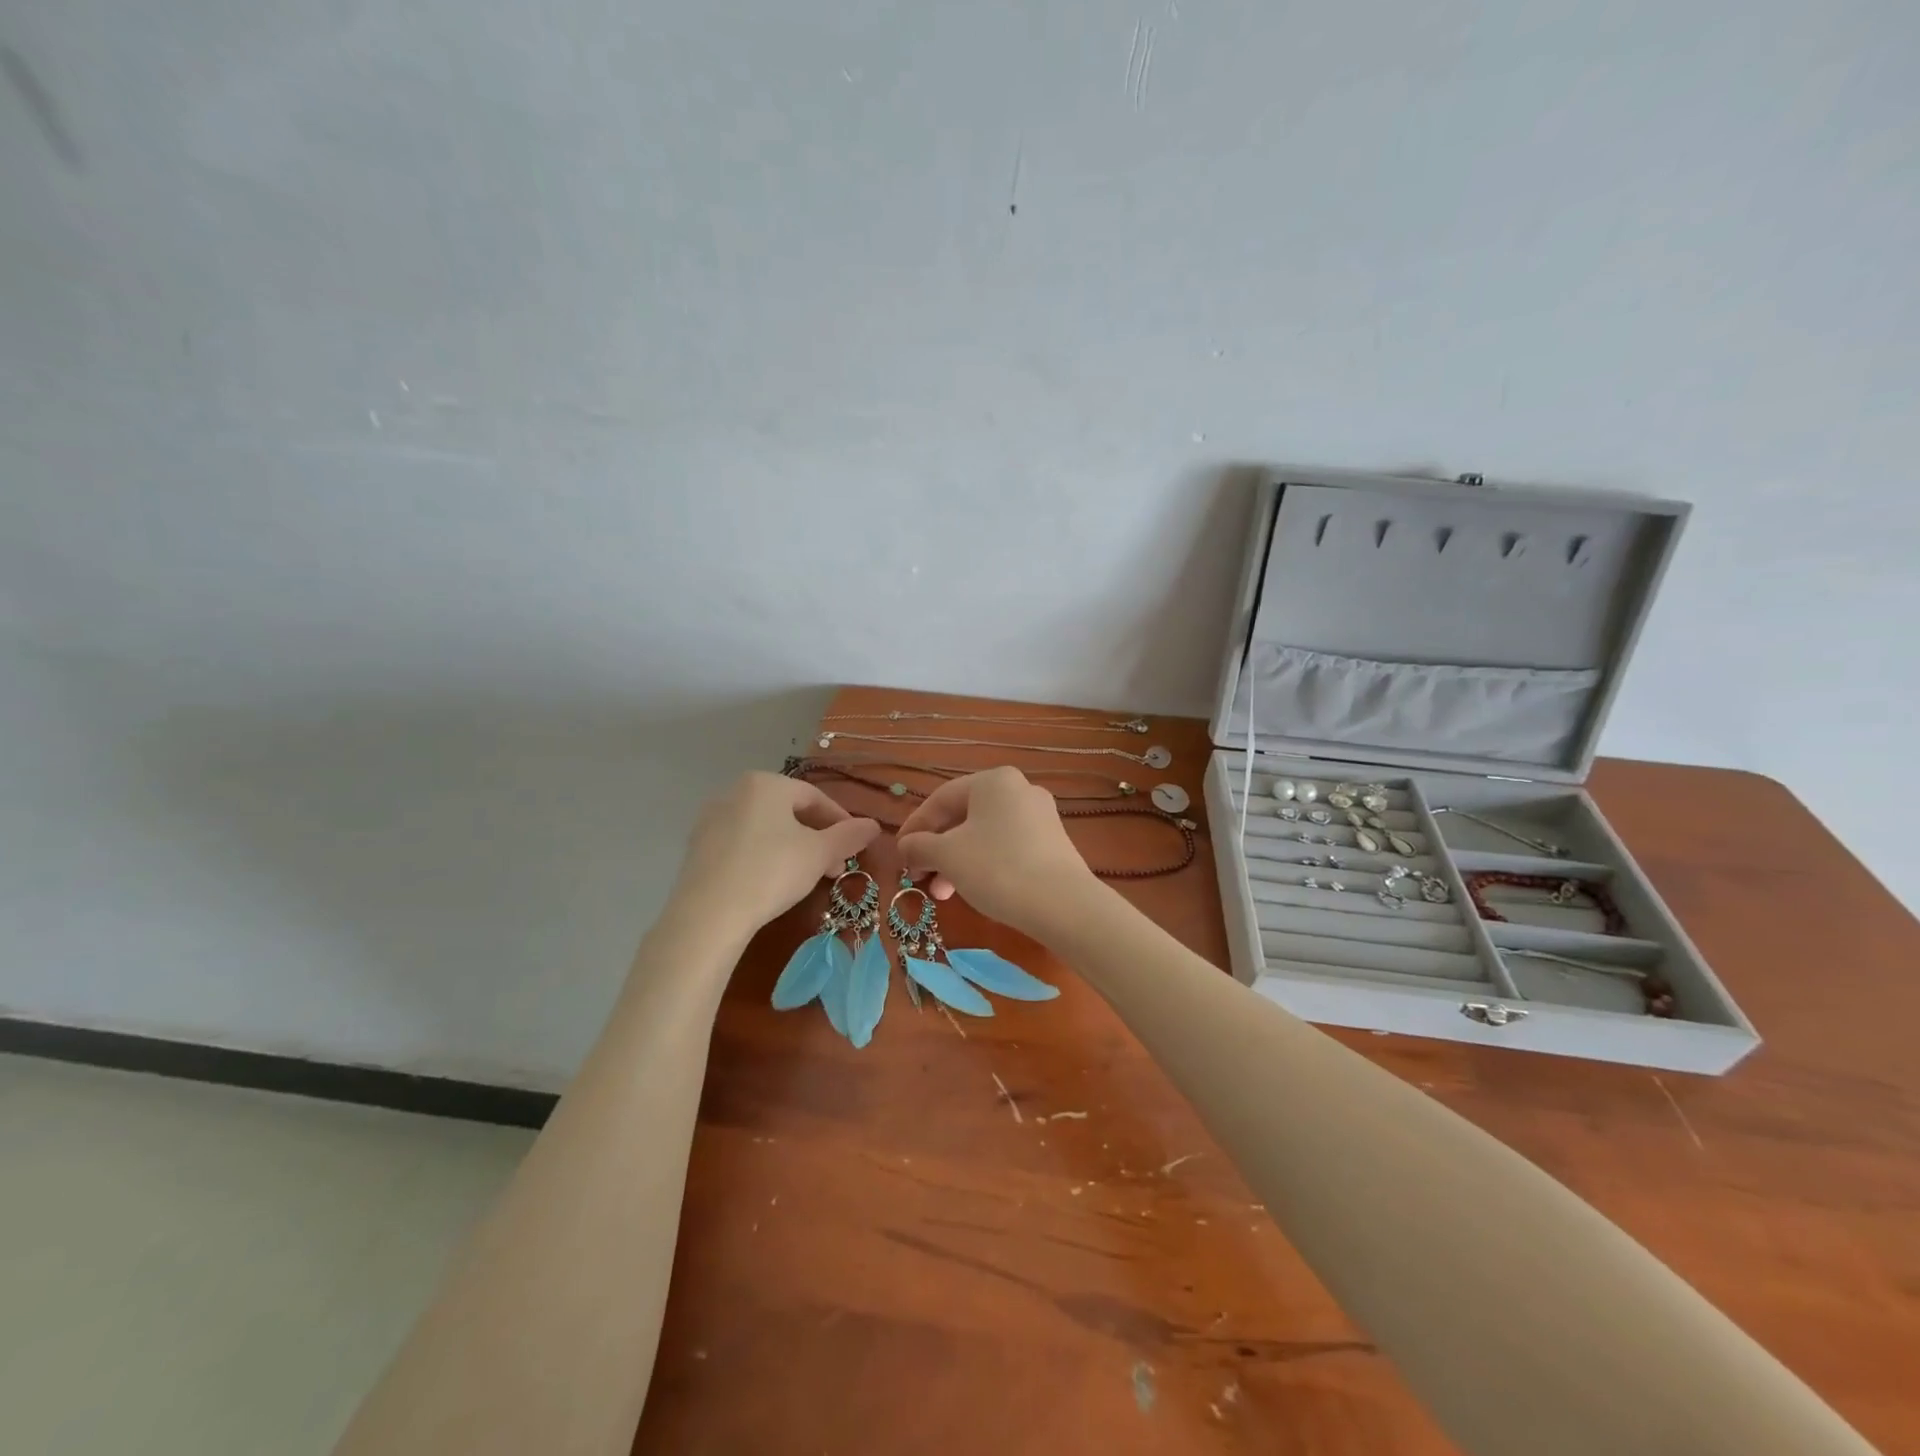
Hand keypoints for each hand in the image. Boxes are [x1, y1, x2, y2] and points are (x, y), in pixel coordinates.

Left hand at [672, 772, 881, 937]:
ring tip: (808, 878)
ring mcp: (711, 818)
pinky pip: (742, 844)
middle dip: (817, 838)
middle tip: (834, 867)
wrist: (708, 914)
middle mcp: (735, 791)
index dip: (840, 821)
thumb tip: (874, 825)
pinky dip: (764, 856)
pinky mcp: (697, 847)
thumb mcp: (820, 854)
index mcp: (766, 783)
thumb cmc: (771, 872)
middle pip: (788, 811)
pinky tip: (772, 882)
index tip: (854, 846)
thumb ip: (849, 836)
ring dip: (792, 848)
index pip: (814, 797)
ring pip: (765, 828)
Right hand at [895, 767, 1098, 940]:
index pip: (941, 799)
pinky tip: (974, 890)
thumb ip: (920, 846)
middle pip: (963, 817)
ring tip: (943, 893)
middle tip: (920, 877)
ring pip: (984, 834)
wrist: (1063, 904)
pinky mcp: (1053, 843)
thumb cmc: (997, 868)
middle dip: (937, 849)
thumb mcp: (947, 856)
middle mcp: (1019, 789)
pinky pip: (1007, 846)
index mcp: (993, 781)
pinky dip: (984, 864)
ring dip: (957, 861)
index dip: (915, 826)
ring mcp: (1040, 816)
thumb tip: (906, 846)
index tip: (899, 853)